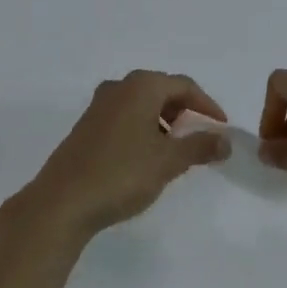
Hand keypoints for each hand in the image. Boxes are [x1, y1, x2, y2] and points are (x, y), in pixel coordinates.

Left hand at [18, 71, 229, 241]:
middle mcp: (120, 87)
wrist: (61, 202)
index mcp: (142, 86)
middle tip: (198, 135)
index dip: (206, 105)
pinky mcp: (86, 126)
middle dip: (184, 111)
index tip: (221, 127)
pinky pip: (125, 116)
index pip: (184, 86)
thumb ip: (199, 146)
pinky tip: (144, 156)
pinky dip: (142, 128)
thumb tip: (225, 140)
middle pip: (162, 90)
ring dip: (162, 120)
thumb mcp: (168, 161)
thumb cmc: (121, 173)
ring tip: (173, 149)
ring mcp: (99, 105)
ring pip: (141, 103)